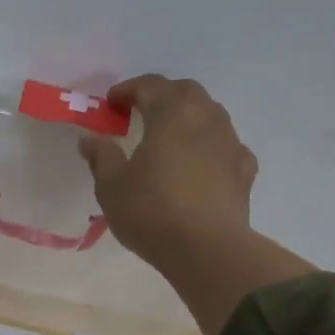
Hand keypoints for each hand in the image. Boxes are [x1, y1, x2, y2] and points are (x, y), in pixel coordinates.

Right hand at [77, 75, 256, 274]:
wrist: (206, 248)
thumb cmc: (151, 211)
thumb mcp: (111, 185)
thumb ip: (101, 156)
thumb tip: (89, 137)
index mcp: (171, 114)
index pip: (149, 86)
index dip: (127, 90)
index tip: (110, 104)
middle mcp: (205, 117)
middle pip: (185, 92)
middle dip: (161, 96)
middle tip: (140, 113)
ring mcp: (230, 142)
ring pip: (209, 115)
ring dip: (187, 118)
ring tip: (169, 138)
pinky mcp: (244, 170)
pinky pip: (225, 146)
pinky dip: (209, 146)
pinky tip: (200, 164)